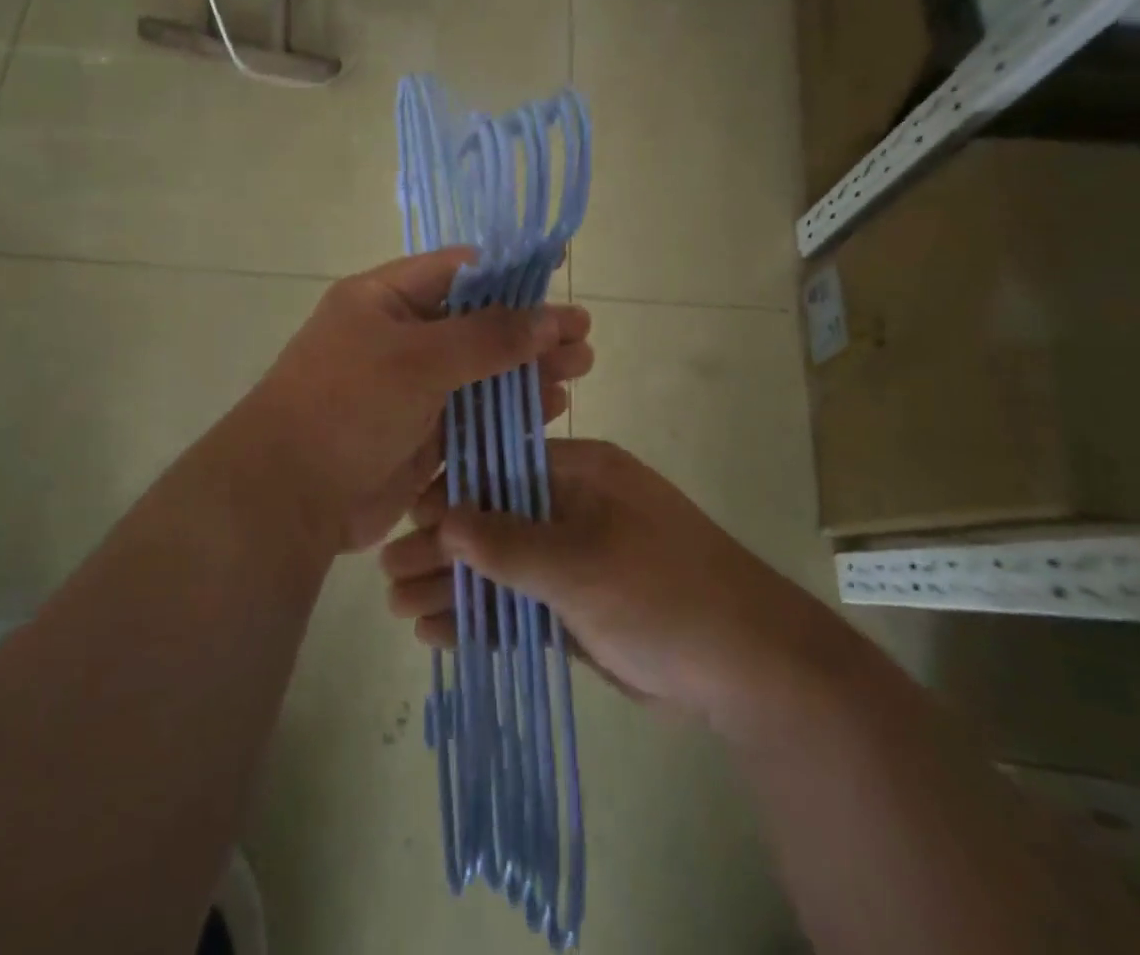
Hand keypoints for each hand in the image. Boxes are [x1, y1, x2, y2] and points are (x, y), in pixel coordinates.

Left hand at [238, 249, 592, 554]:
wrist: (290, 496)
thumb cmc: (348, 405)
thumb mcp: (418, 359)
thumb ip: (488, 337)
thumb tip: (551, 317)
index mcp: (382, 299)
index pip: (455, 272)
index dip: (508, 276)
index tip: (558, 281)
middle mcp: (397, 337)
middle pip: (475, 323)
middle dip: (529, 329)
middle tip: (583, 338)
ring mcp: (409, 388)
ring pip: (480, 370)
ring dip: (527, 370)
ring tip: (579, 370)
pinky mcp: (421, 433)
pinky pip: (473, 412)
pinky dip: (509, 408)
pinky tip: (551, 407)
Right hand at [379, 439, 793, 724]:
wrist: (750, 671)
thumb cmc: (664, 592)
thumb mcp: (581, 562)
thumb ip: (508, 542)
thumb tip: (441, 517)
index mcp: (582, 473)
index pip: (501, 469)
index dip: (451, 492)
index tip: (406, 521)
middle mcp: (575, 506)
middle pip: (494, 520)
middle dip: (443, 548)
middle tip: (388, 574)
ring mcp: (578, 558)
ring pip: (503, 566)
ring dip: (456, 586)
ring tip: (400, 609)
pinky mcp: (580, 606)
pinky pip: (521, 603)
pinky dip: (485, 617)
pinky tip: (440, 633)